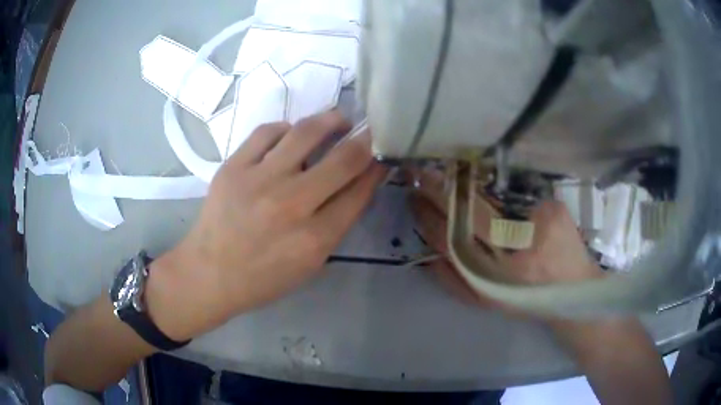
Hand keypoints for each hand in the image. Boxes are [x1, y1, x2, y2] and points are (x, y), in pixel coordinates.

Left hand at [147, 112, 385, 339]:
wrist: (209, 273)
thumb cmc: (263, 278)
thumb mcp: (310, 264)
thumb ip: (336, 225)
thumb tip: (357, 184)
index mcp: (315, 238)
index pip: (359, 191)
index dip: (377, 169)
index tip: (382, 156)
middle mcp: (291, 204)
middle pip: (344, 158)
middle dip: (365, 140)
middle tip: (369, 131)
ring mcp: (259, 180)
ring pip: (306, 132)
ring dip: (331, 120)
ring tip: (338, 119)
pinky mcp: (233, 166)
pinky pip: (268, 131)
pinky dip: (287, 128)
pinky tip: (292, 134)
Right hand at [409, 168, 602, 314]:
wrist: (572, 290)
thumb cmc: (525, 299)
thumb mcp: (486, 301)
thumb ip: (454, 282)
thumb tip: (428, 256)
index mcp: (493, 275)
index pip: (449, 239)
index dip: (427, 217)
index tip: (414, 200)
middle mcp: (513, 248)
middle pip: (467, 210)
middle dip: (439, 190)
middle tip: (421, 174)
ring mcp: (534, 223)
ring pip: (489, 195)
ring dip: (462, 181)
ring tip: (446, 171)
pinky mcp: (552, 208)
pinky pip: (516, 188)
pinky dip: (494, 180)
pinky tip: (481, 174)